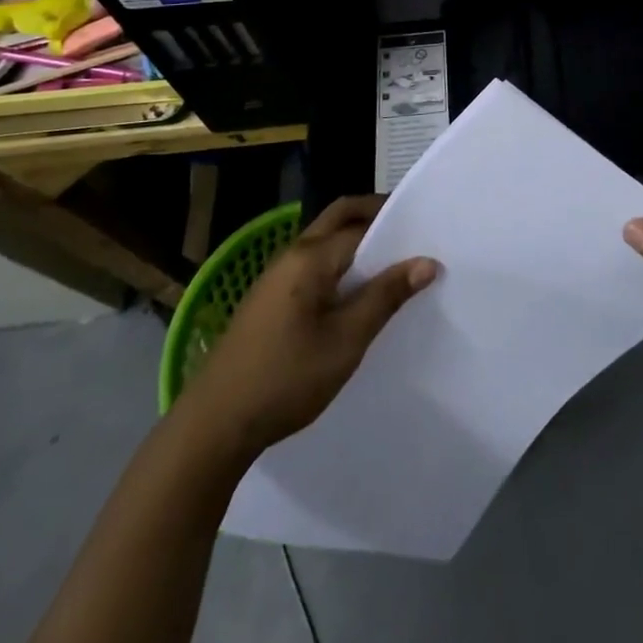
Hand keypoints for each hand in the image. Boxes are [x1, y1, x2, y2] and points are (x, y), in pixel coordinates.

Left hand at [177, 195, 438, 457]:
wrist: (213, 425)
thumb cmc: (286, 379)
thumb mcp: (346, 341)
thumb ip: (386, 297)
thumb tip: (427, 262)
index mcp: (310, 256)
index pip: (363, 226)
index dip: (398, 229)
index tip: (428, 237)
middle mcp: (291, 253)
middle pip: (339, 217)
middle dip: (375, 216)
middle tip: (412, 235)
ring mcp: (275, 275)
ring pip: (324, 240)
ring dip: (356, 241)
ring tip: (390, 267)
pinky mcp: (268, 298)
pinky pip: (312, 263)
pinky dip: (338, 263)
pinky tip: (353, 294)